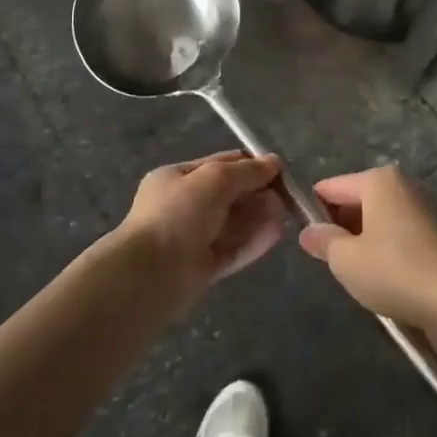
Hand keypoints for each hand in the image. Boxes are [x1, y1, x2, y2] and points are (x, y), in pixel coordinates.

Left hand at [116, 150, 287, 294]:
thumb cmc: (178, 214)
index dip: (249, 165)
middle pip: (228, 195)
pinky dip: (254, 240)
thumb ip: (247, 171)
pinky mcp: (202, 268)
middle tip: (287, 194)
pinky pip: (233, 249)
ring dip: (259, 215)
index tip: (279, 169)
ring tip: (287, 211)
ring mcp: (191, 239)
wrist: (150, 274)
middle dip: (257, 192)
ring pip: (232, 223)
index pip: (219, 164)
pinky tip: (277, 233)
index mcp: (176, 178)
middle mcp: (182, 207)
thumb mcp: (215, 179)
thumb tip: (274, 163)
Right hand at [297, 165, 436, 329]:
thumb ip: (323, 241)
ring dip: (360, 241)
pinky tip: (380, 276)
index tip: (304, 239)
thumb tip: (308, 231)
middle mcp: (399, 185)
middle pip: (354, 200)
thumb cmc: (393, 270)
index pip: (330, 187)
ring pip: (374, 218)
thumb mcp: (345, 259)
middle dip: (338, 226)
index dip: (312, 210)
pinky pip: (393, 233)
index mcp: (376, 180)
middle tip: (328, 260)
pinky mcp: (432, 232)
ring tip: (353, 272)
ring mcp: (419, 207)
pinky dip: (382, 249)